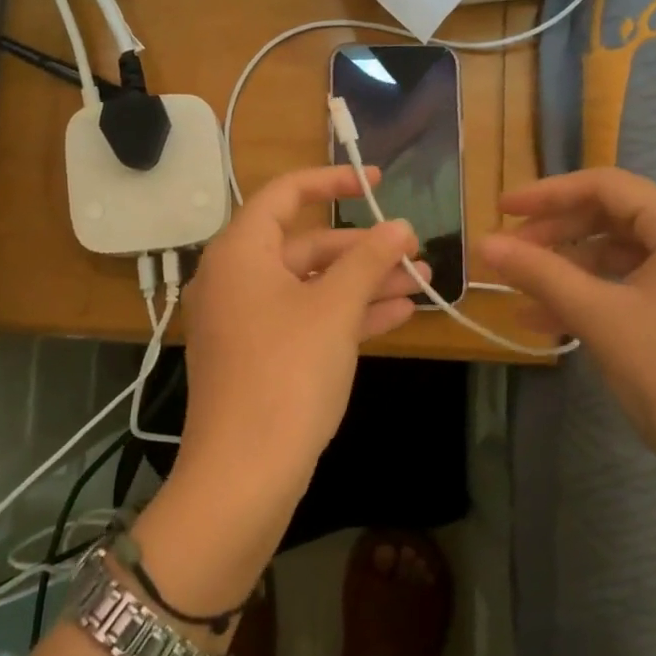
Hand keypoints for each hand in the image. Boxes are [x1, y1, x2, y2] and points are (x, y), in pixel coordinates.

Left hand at [133, 167, 418, 613]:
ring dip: (362, 283)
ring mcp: (245, 321)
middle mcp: (235, 279)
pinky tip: (397, 315)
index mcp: (240, 252)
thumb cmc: (287, 374)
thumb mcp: (334, 310)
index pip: (285, 194)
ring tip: (420, 283)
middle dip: (363, 249)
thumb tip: (401, 227)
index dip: (333, 180)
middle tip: (414, 252)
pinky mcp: (258, 357)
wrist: (242, 475)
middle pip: (305, 245)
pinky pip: (305, 320)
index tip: (378, 182)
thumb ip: (369, 260)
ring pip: (310, 286)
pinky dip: (346, 315)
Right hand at [477, 168, 655, 504]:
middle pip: (612, 218)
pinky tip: (547, 321)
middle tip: (507, 253)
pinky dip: (589, 296)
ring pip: (617, 256)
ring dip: (566, 270)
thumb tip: (483, 244)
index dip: (548, 194)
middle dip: (555, 234)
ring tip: (519, 292)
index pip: (607, 186)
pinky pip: (629, 287)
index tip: (501, 211)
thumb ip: (539, 272)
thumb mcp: (599, 315)